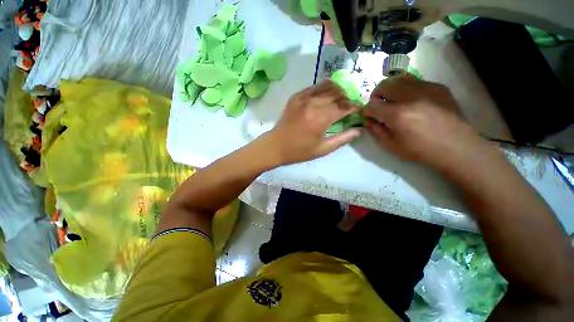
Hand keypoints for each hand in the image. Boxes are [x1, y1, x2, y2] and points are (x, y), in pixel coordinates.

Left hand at [265, 80, 361, 164]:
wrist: (276, 145)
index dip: (355, 107)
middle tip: (348, 107)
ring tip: (339, 101)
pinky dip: (324, 90)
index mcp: (321, 118)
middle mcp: (313, 103)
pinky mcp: (296, 96)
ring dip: (337, 91)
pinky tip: (325, 98)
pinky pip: (315, 87)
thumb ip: (343, 138)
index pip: (345, 106)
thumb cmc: (299, 151)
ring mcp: (303, 97)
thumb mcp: (323, 149)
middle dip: (347, 99)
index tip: (359, 110)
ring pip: (327, 86)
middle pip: (338, 93)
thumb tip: (359, 130)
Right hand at [363, 75, 488, 169]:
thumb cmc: (420, 150)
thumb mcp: (391, 146)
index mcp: (397, 115)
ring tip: (394, 101)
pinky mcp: (438, 87)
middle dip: (376, 95)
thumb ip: (375, 131)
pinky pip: (415, 81)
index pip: (372, 105)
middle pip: (384, 85)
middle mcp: (411, 97)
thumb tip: (367, 119)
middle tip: (380, 105)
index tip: (370, 117)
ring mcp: (427, 89)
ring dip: (391, 89)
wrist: (456, 146)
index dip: (367, 111)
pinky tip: (413, 102)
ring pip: (399, 79)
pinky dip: (407, 89)